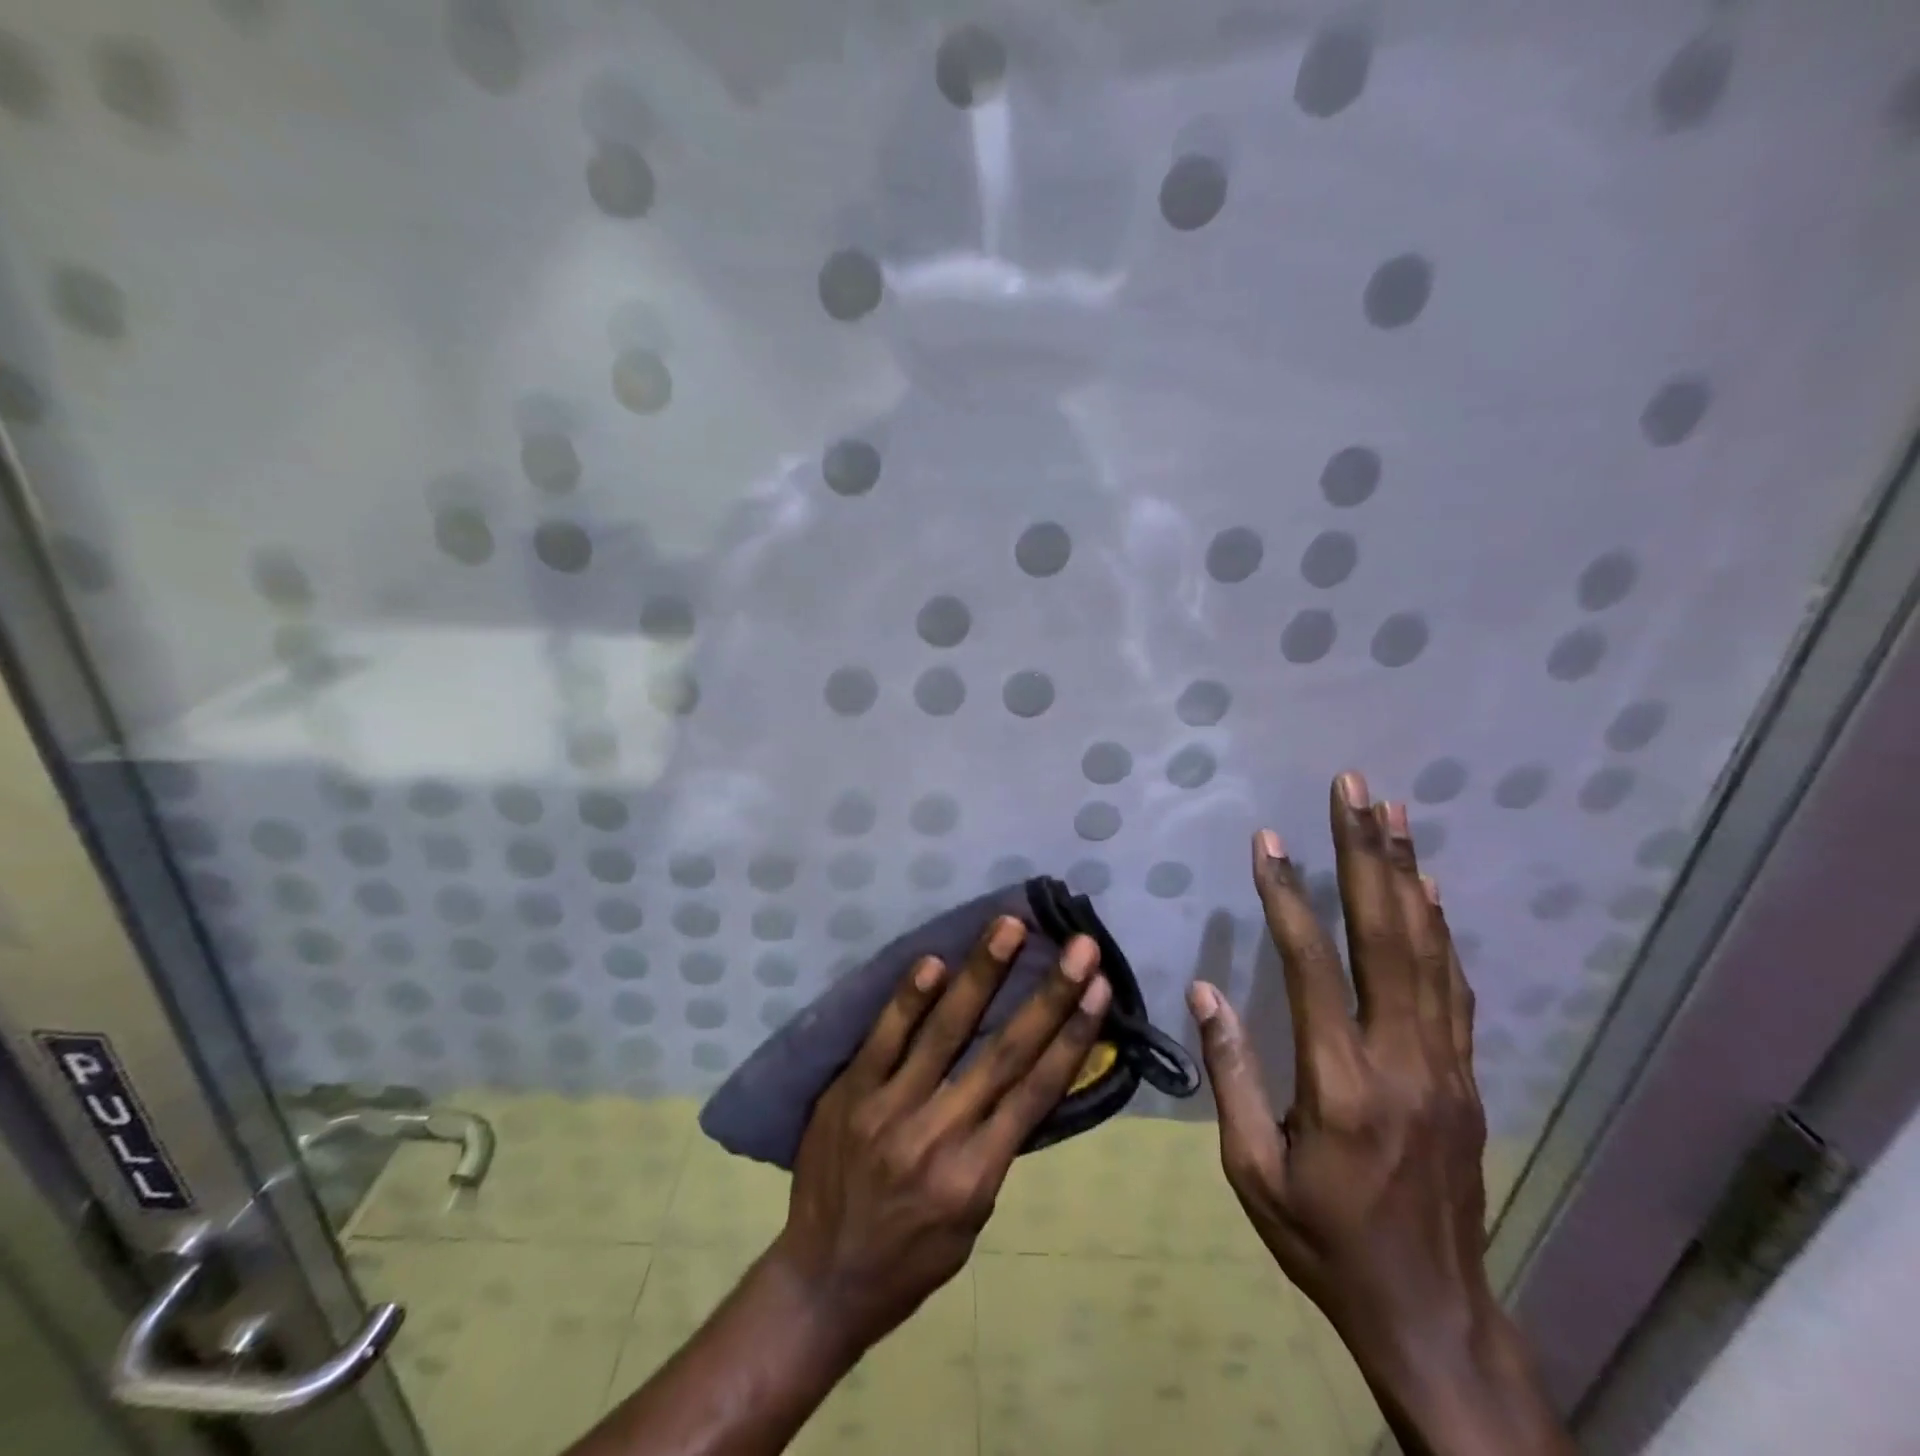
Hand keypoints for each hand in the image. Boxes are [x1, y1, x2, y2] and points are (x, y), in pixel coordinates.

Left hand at [771, 916, 1110, 1354]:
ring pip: (945, 1032)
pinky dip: (909, 1000)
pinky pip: (883, 1039)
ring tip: (1008, 927)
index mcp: (977, 1174)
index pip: (1036, 1092)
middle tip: (1077, 945)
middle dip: (1047, 995)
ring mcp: (889, 1110)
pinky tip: (933, 963)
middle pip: (1004, 1053)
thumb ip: (995, 1148)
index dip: (1072, 1037)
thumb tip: (1021, 1079)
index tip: (1099, 989)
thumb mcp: (972, 1219)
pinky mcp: (849, 1094)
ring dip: (981, 974)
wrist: (822, 1282)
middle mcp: (939, 1136)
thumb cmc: (911, 1258)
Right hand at [1189, 772, 1572, 1455]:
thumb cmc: (1322, 1239)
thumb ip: (1232, 1073)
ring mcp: (1444, 1064)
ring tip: (1392, 813)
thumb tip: (1206, 989)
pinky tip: (1427, 888)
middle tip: (1353, 790)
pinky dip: (1439, 927)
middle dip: (1365, 854)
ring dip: (1406, 874)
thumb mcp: (1252, 1170)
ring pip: (1428, 949)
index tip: (1269, 843)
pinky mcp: (1464, 1075)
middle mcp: (1401, 1060)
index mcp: (1341, 1084)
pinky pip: (1452, 985)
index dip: (1288, 897)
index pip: (1312, 966)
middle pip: (1386, 936)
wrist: (1431, 1313)